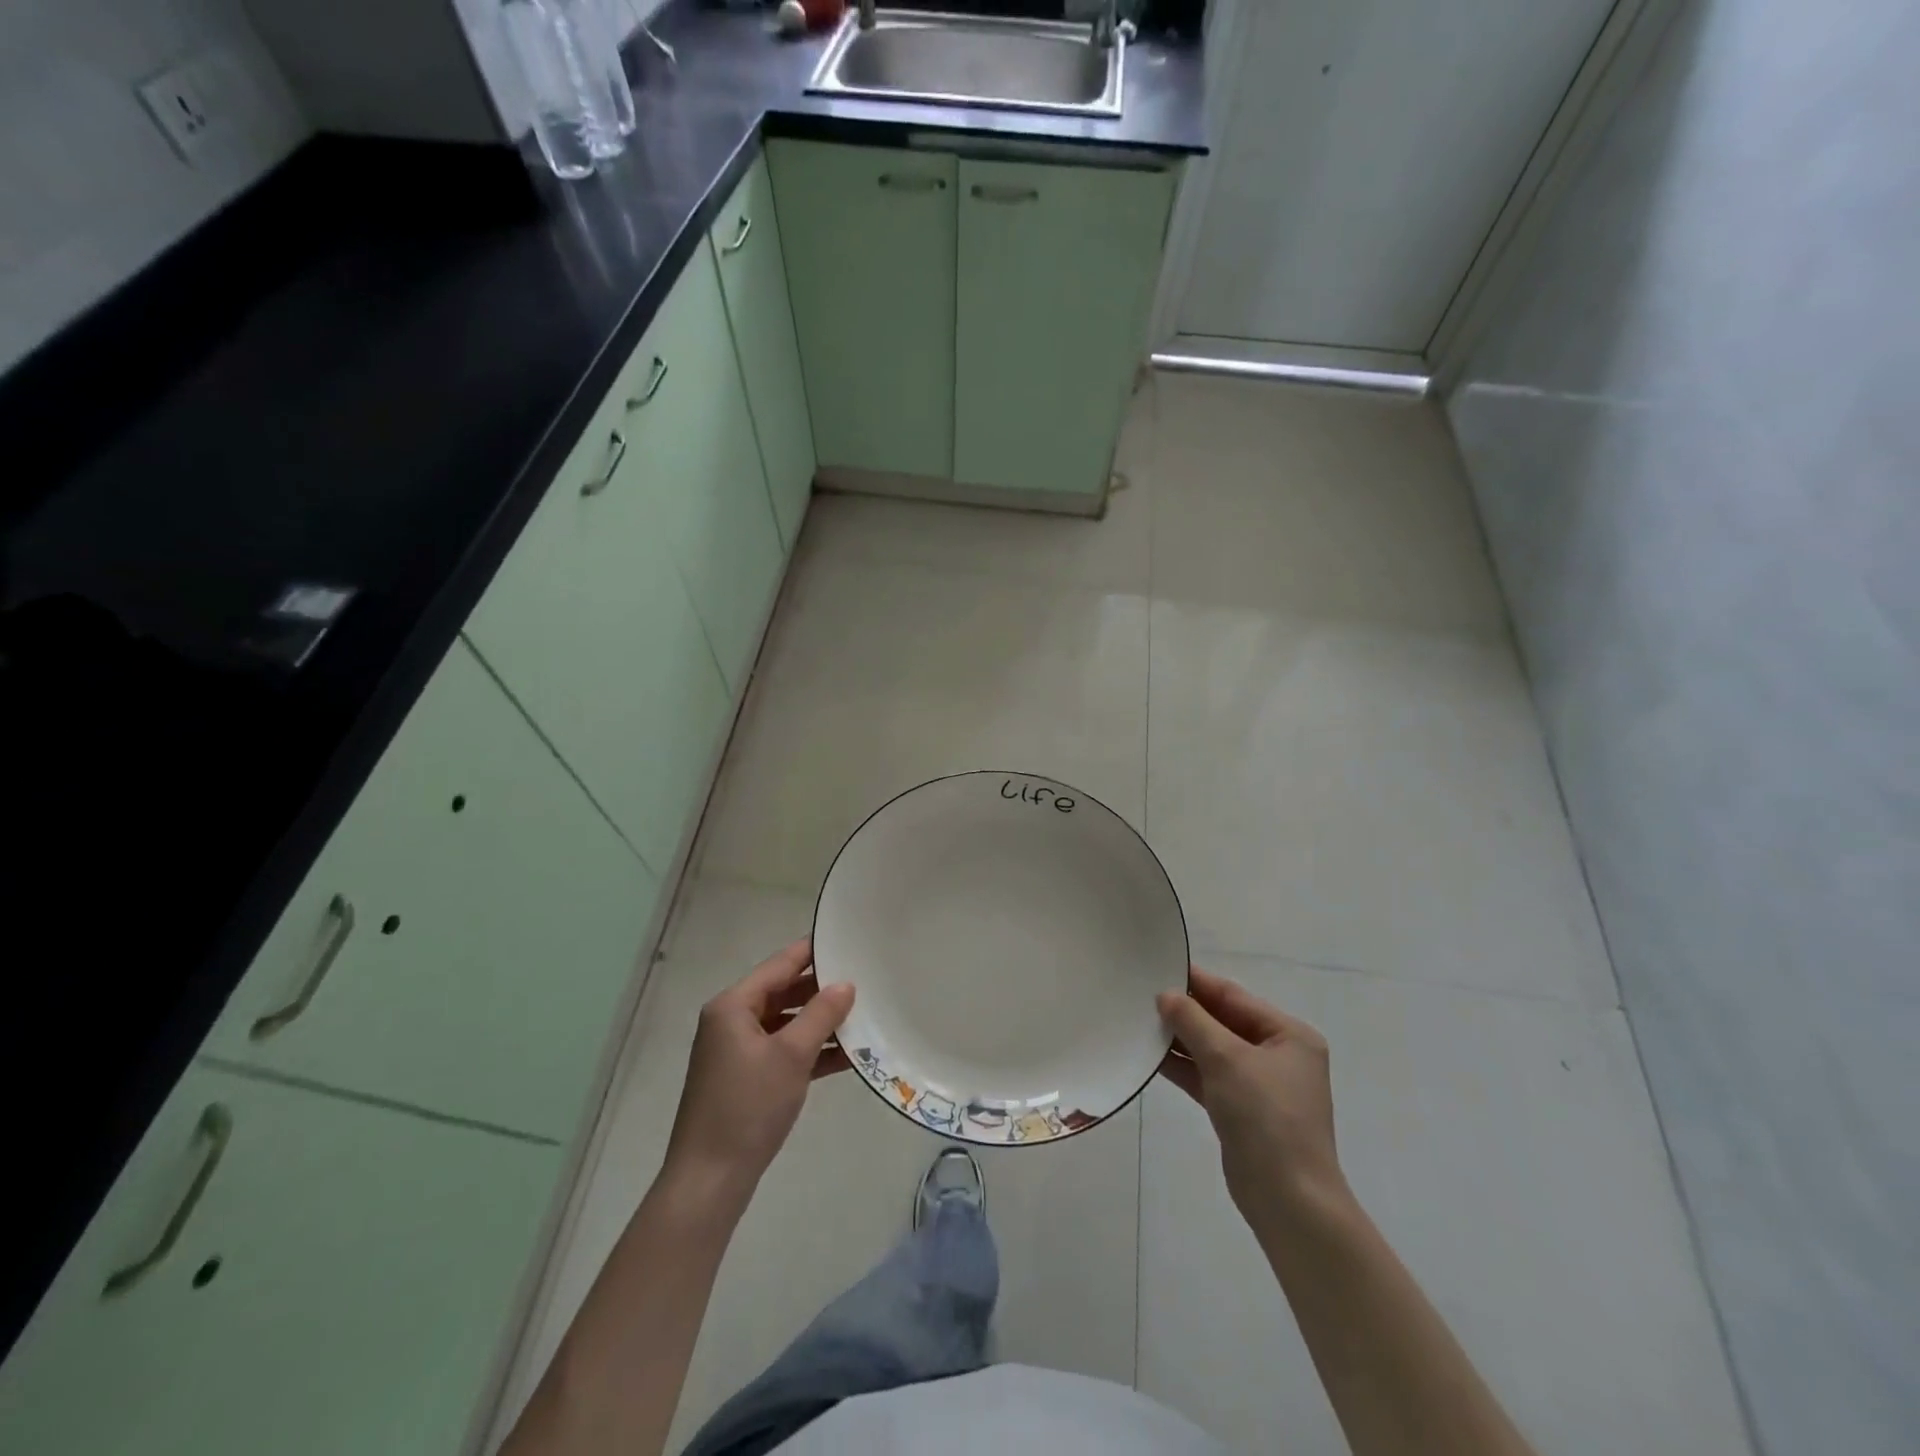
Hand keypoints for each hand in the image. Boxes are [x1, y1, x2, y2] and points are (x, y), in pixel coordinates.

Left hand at [663, 939, 854, 1195]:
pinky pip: (783, 1052)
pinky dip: (810, 1051)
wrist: (709, 1181)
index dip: (812, 952)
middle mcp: (731, 1021)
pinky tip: (848, 1056)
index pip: (779, 965)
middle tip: (864, 979)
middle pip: (783, 993)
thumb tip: (846, 984)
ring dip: (820, 1023)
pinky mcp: (746, 1079)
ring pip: (786, 1024)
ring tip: (863, 1016)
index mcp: (733, 1006)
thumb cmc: (748, 1107)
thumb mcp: (791, 1056)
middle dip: (821, 990)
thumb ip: (821, 1015)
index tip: (846, 939)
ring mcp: (737, 1052)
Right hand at [1157, 966, 1346, 1224]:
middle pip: (1223, 1021)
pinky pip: (1207, 1076)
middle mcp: (1278, 1055)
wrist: (1288, 1200)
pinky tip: (1151, 1056)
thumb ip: (1193, 1021)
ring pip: (1212, 1049)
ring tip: (1139, 1021)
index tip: (1158, 966)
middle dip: (1185, 1011)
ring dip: (1180, 1039)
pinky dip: (1183, 1066)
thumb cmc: (1266, 1117)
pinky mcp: (1241, 1110)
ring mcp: (1259, 1084)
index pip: (1234, 996)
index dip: (1196, 982)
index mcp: (1289, 1035)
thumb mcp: (1227, 1059)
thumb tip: (1166, 995)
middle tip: (1142, 994)